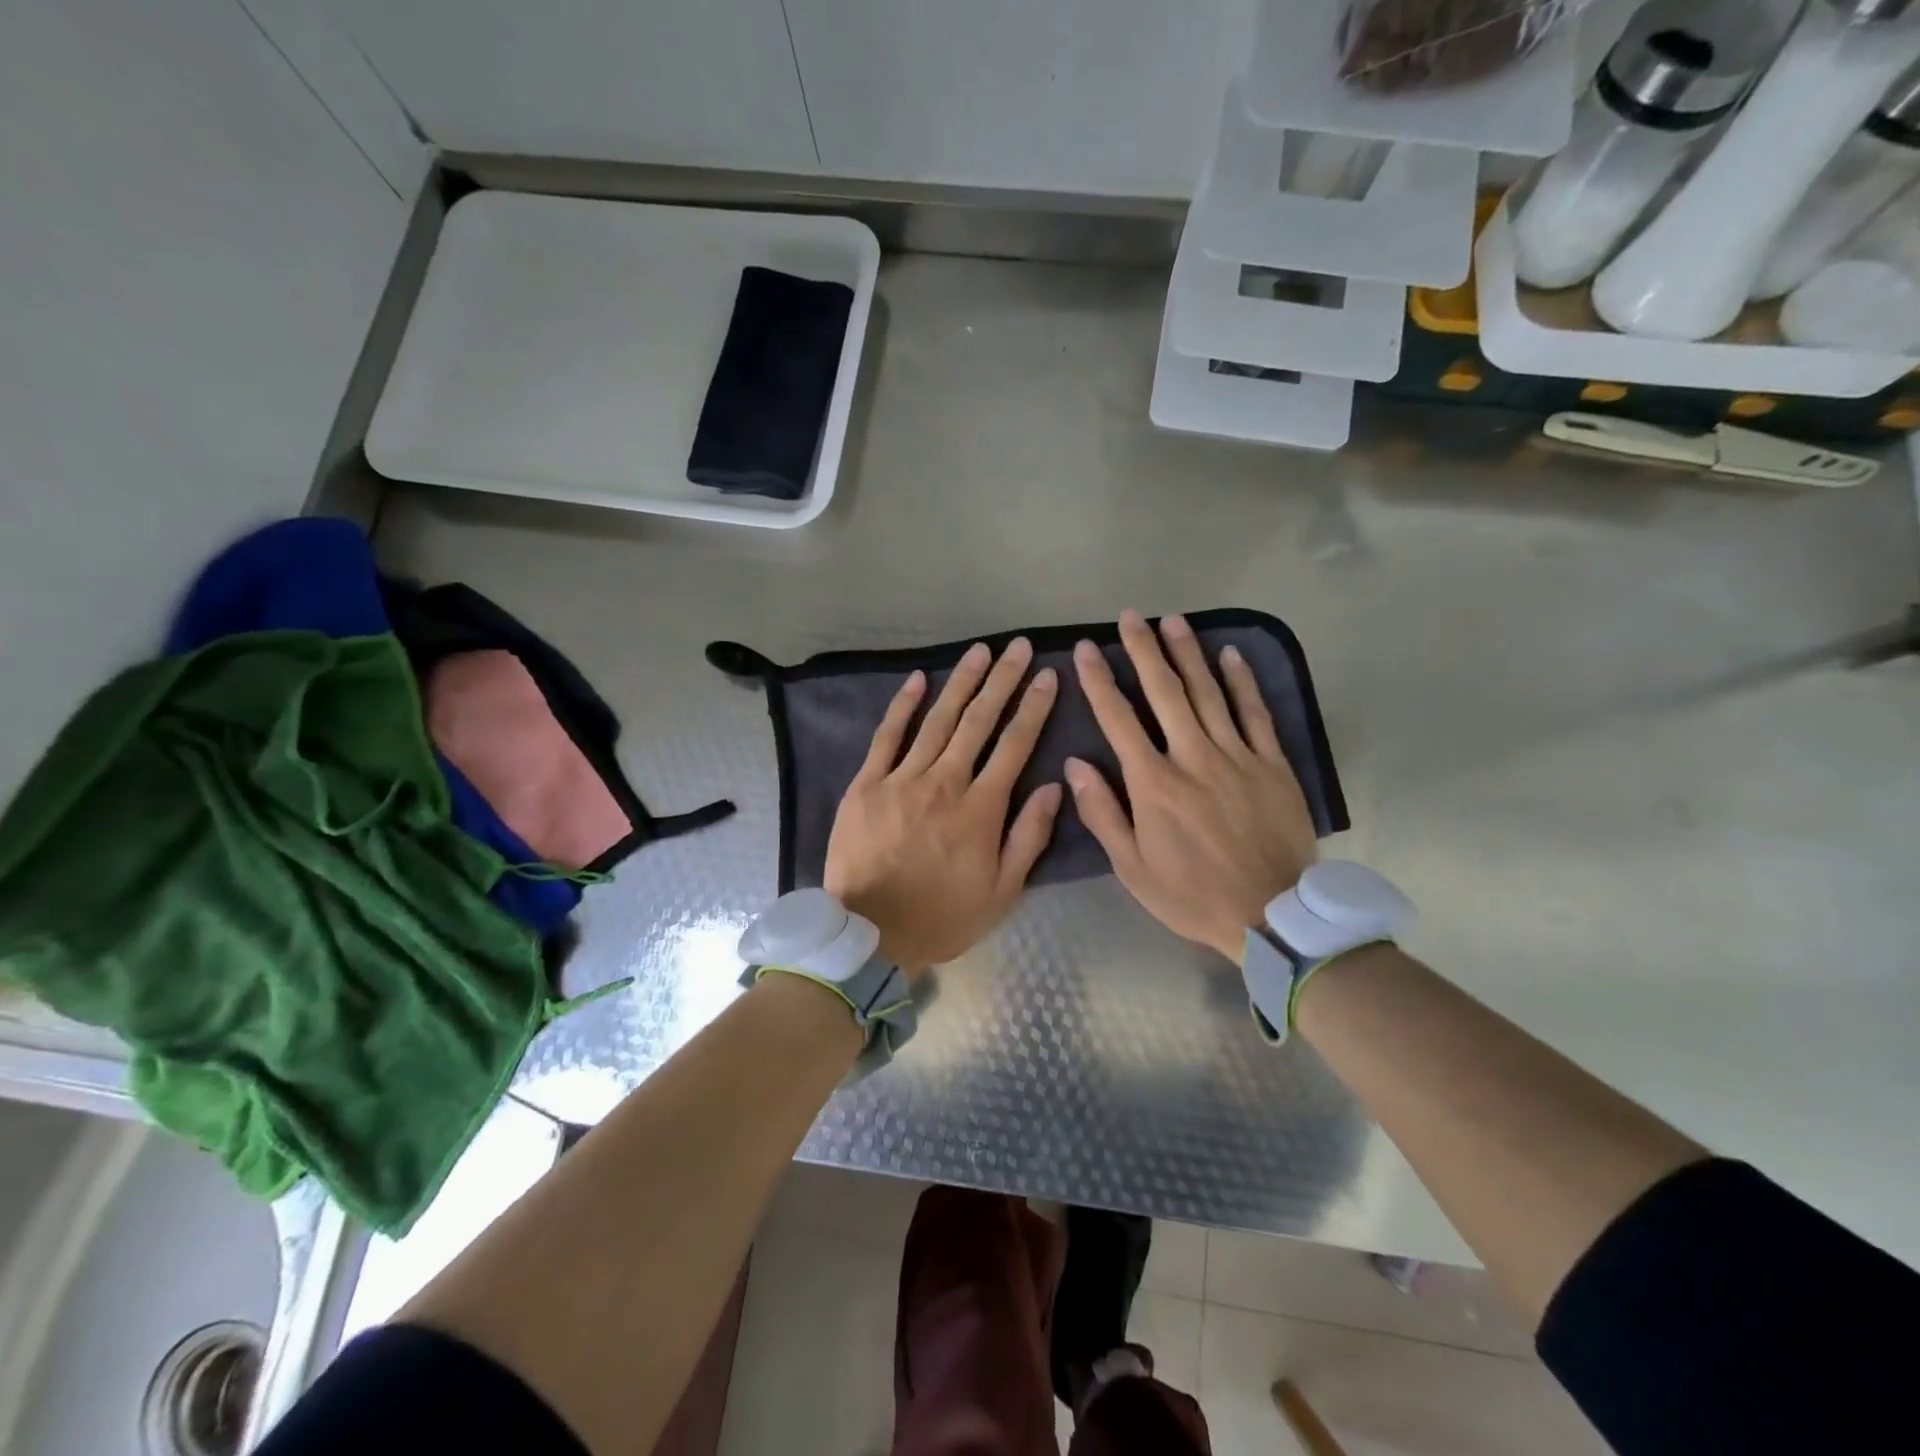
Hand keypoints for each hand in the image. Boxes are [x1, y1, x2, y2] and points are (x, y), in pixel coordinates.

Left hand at [824, 639, 1062, 971]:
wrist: (871, 934)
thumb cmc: (943, 916)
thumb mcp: (1003, 892)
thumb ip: (1029, 836)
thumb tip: (1055, 786)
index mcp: (981, 809)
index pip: (1015, 745)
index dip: (1034, 708)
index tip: (1047, 676)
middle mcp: (945, 783)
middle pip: (979, 721)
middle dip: (1003, 681)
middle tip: (1019, 648)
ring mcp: (902, 779)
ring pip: (938, 720)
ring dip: (961, 682)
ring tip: (981, 651)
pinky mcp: (867, 785)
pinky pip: (888, 736)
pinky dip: (903, 706)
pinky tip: (918, 679)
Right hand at [1067, 611, 1317, 964]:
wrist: (1271, 915)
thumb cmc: (1191, 895)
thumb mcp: (1132, 868)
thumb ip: (1103, 813)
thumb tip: (1075, 764)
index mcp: (1154, 784)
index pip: (1118, 720)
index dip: (1099, 681)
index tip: (1084, 649)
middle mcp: (1193, 758)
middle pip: (1165, 693)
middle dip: (1143, 651)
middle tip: (1129, 616)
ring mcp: (1237, 757)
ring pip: (1208, 693)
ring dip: (1188, 654)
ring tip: (1172, 621)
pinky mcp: (1272, 764)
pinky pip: (1255, 714)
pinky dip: (1242, 682)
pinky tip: (1230, 654)